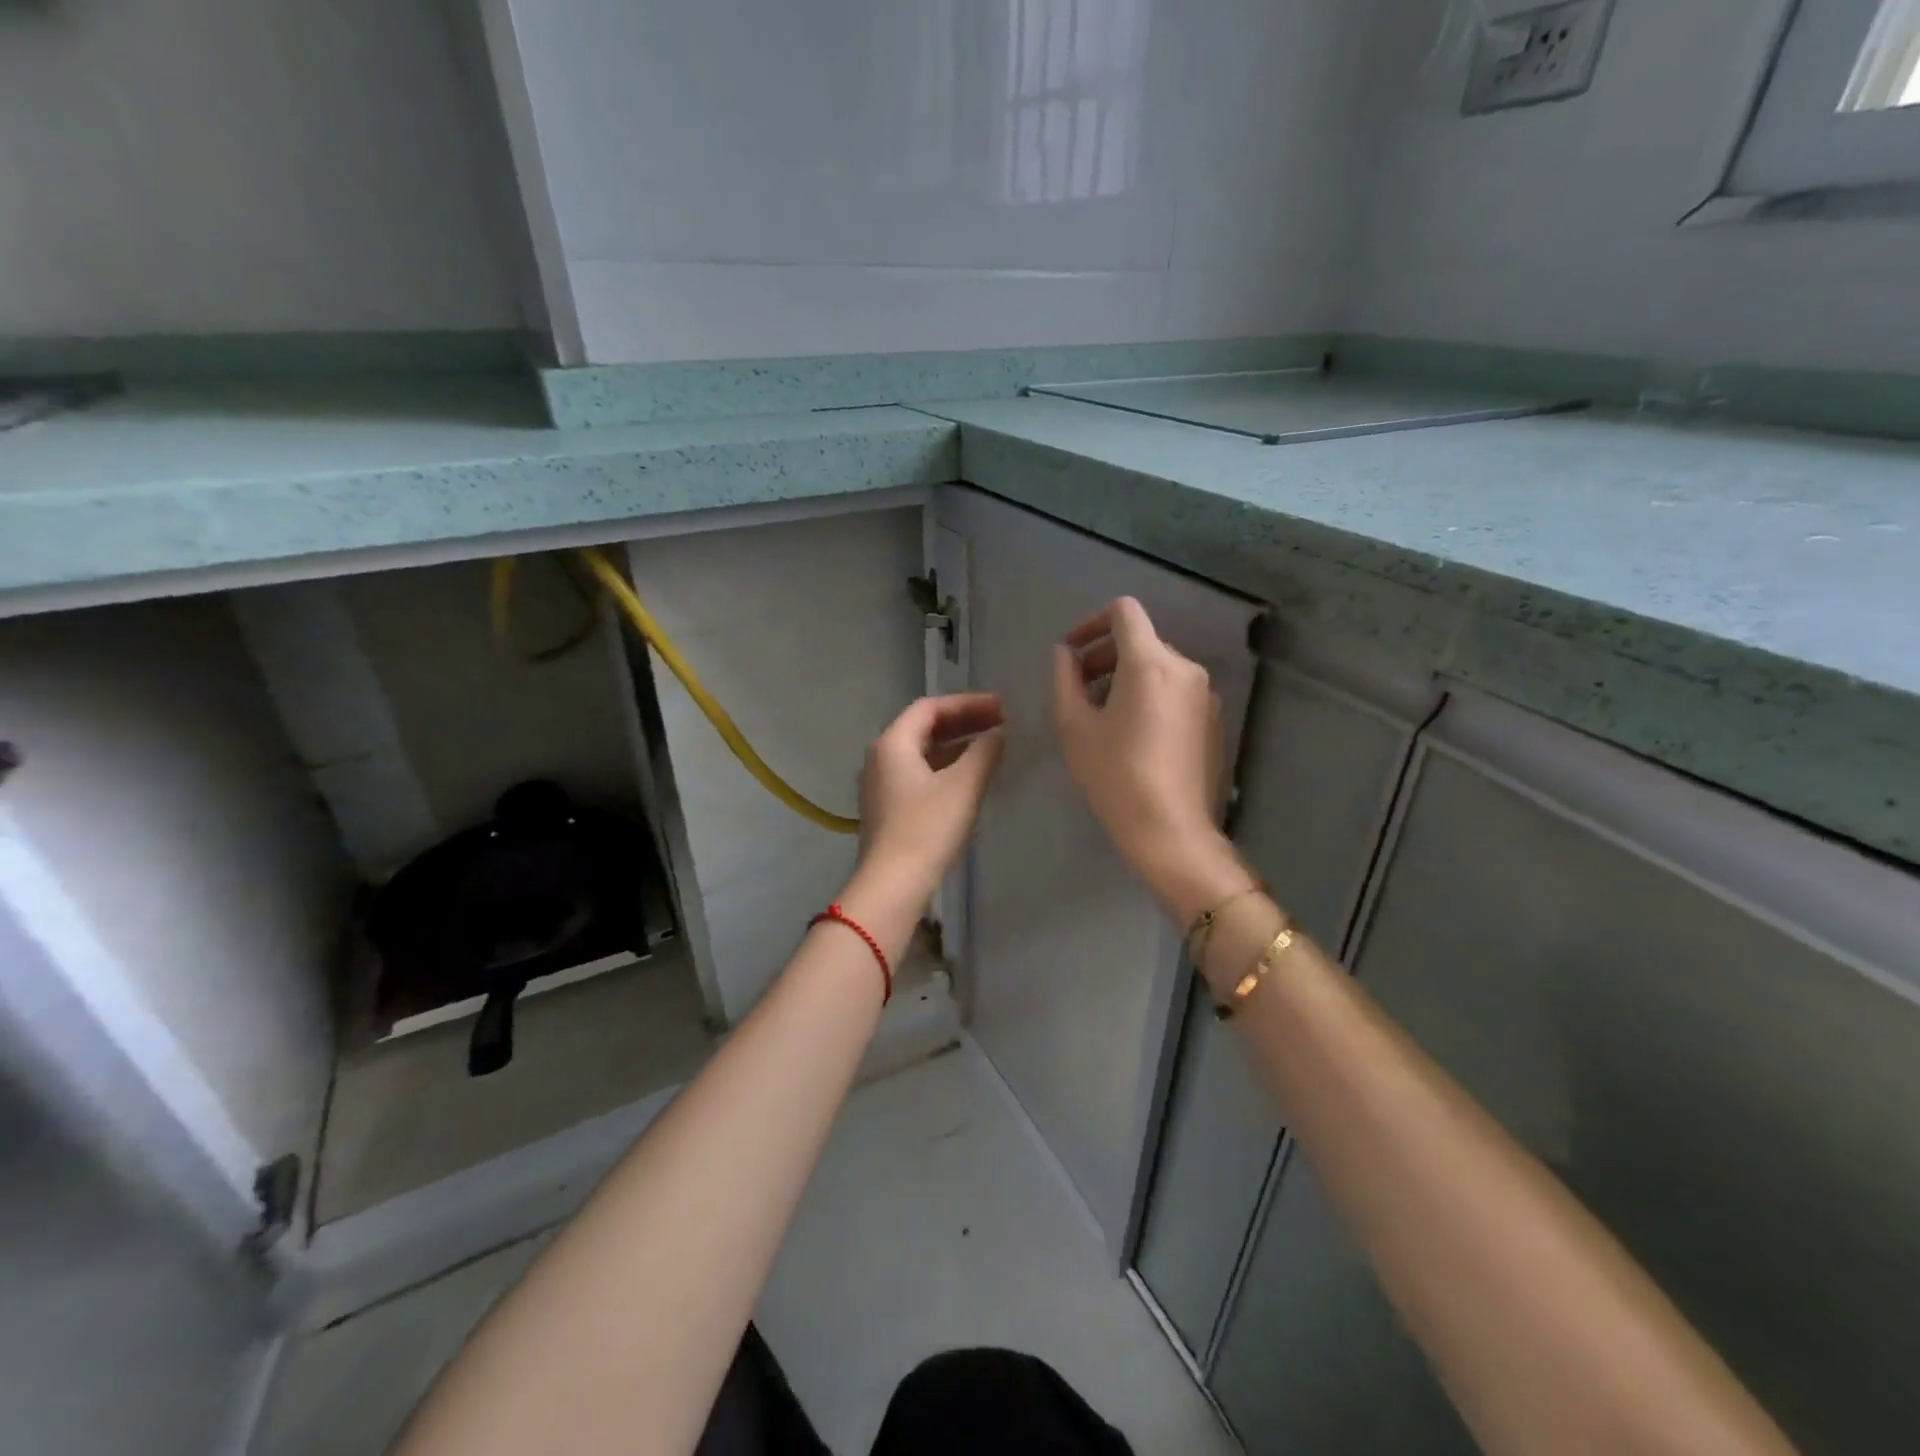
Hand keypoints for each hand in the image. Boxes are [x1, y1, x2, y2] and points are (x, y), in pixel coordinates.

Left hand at [850, 693, 1004, 913]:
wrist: (892, 885)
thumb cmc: (927, 828)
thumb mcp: (963, 785)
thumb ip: (984, 751)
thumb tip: (999, 732)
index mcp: (892, 743)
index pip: (930, 707)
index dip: (967, 702)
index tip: (1001, 707)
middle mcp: (880, 757)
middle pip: (923, 727)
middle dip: (963, 722)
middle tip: (1000, 724)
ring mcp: (880, 785)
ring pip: (921, 752)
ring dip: (956, 746)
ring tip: (991, 748)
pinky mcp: (887, 809)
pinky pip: (918, 774)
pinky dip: (945, 768)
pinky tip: (970, 779)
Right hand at [1053, 599, 1247, 921]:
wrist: (1170, 830)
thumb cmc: (1114, 775)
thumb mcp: (1075, 727)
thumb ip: (1066, 679)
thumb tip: (1065, 654)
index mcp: (1150, 663)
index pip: (1125, 612)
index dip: (1092, 622)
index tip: (1073, 651)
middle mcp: (1185, 668)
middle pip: (1142, 641)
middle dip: (1105, 655)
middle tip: (1079, 688)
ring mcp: (1205, 694)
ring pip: (1159, 667)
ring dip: (1126, 677)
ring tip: (1102, 714)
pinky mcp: (1212, 719)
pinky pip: (1176, 691)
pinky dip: (1150, 695)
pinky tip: (1133, 734)